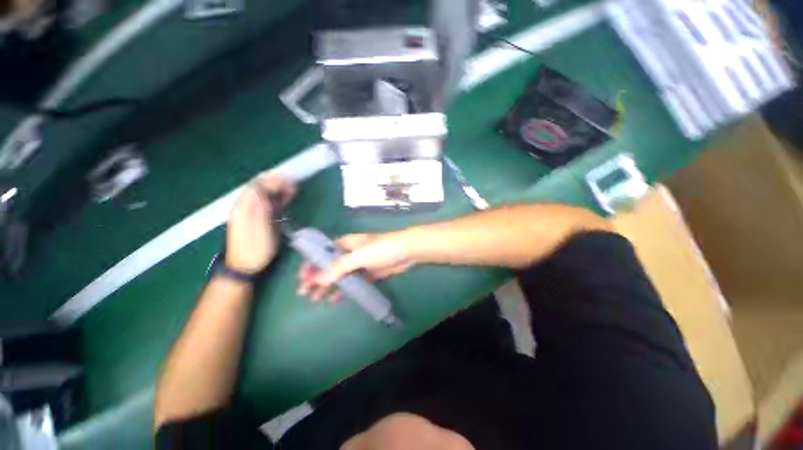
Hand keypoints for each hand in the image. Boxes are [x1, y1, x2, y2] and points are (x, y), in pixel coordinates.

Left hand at [225, 172, 295, 273]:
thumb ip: (261, 207)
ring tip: (293, 187)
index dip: (272, 180)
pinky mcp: (257, 219)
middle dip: (276, 182)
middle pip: (259, 188)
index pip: (257, 186)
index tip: (289, 179)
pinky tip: (286, 198)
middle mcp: (245, 207)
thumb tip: (265, 188)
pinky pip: (267, 203)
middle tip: (293, 182)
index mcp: (244, 207)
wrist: (244, 266)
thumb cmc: (254, 248)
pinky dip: (277, 199)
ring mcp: (250, 213)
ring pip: (264, 195)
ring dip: (278, 190)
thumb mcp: (259, 228)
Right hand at [297, 232, 415, 301]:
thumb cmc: (382, 248)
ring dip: (329, 286)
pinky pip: (354, 282)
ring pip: (341, 275)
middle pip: (330, 266)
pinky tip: (337, 298)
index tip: (302, 279)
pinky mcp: (370, 272)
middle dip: (317, 279)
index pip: (323, 254)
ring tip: (317, 299)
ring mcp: (361, 263)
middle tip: (305, 294)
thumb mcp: (359, 256)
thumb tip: (317, 280)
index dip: (311, 265)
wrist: (407, 250)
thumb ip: (339, 267)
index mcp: (346, 244)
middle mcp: (351, 253)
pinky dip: (345, 289)